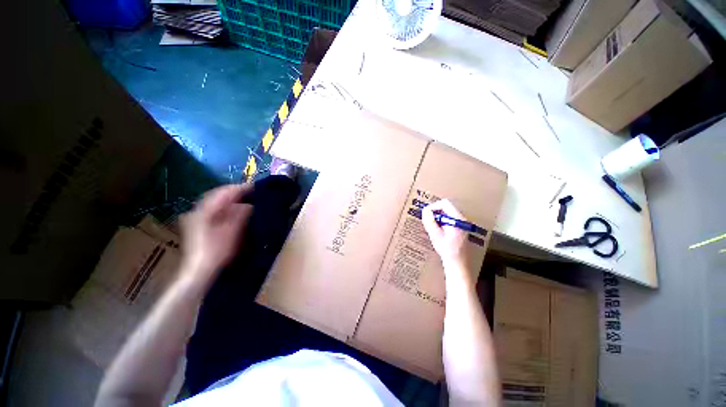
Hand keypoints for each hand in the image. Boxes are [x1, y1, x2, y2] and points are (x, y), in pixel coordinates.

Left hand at [180, 184, 253, 285]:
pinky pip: (214, 210)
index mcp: (204, 211)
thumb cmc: (216, 252)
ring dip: (231, 199)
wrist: (199, 271)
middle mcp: (198, 211)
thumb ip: (240, 215)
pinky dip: (226, 207)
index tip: (255, 187)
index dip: (240, 188)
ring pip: (216, 202)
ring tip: (247, 199)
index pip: (224, 192)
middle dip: (235, 192)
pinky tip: (235, 210)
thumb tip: (249, 204)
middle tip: (252, 192)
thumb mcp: (232, 232)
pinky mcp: (198, 225)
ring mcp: (196, 218)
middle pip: (218, 195)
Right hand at [422, 199, 468, 267]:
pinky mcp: (460, 229)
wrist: (458, 263)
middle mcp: (461, 219)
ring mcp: (462, 224)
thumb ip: (429, 221)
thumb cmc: (447, 250)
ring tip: (432, 228)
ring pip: (446, 213)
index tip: (426, 214)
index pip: (445, 203)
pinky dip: (441, 222)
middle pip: (446, 207)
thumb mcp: (435, 235)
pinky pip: (448, 219)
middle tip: (428, 221)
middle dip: (435, 212)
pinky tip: (437, 232)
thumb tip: (425, 211)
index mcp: (457, 219)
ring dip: (437, 218)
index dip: (433, 206)